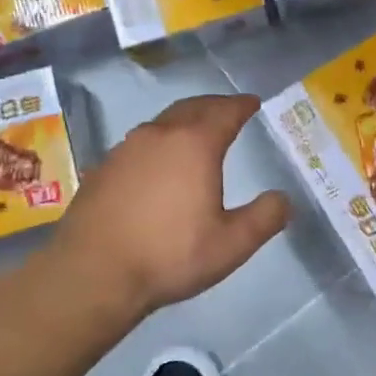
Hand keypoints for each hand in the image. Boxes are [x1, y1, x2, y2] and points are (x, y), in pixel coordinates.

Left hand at [49, 94, 291, 319]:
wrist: (93, 273)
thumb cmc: (169, 255)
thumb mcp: (231, 245)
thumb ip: (264, 218)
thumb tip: (283, 198)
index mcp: (195, 145)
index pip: (225, 112)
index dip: (242, 105)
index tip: (253, 102)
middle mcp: (159, 136)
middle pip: (191, 108)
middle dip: (214, 105)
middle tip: (229, 109)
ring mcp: (125, 149)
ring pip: (162, 122)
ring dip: (184, 120)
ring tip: (196, 131)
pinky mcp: (103, 168)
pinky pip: (140, 142)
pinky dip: (159, 141)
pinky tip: (158, 162)